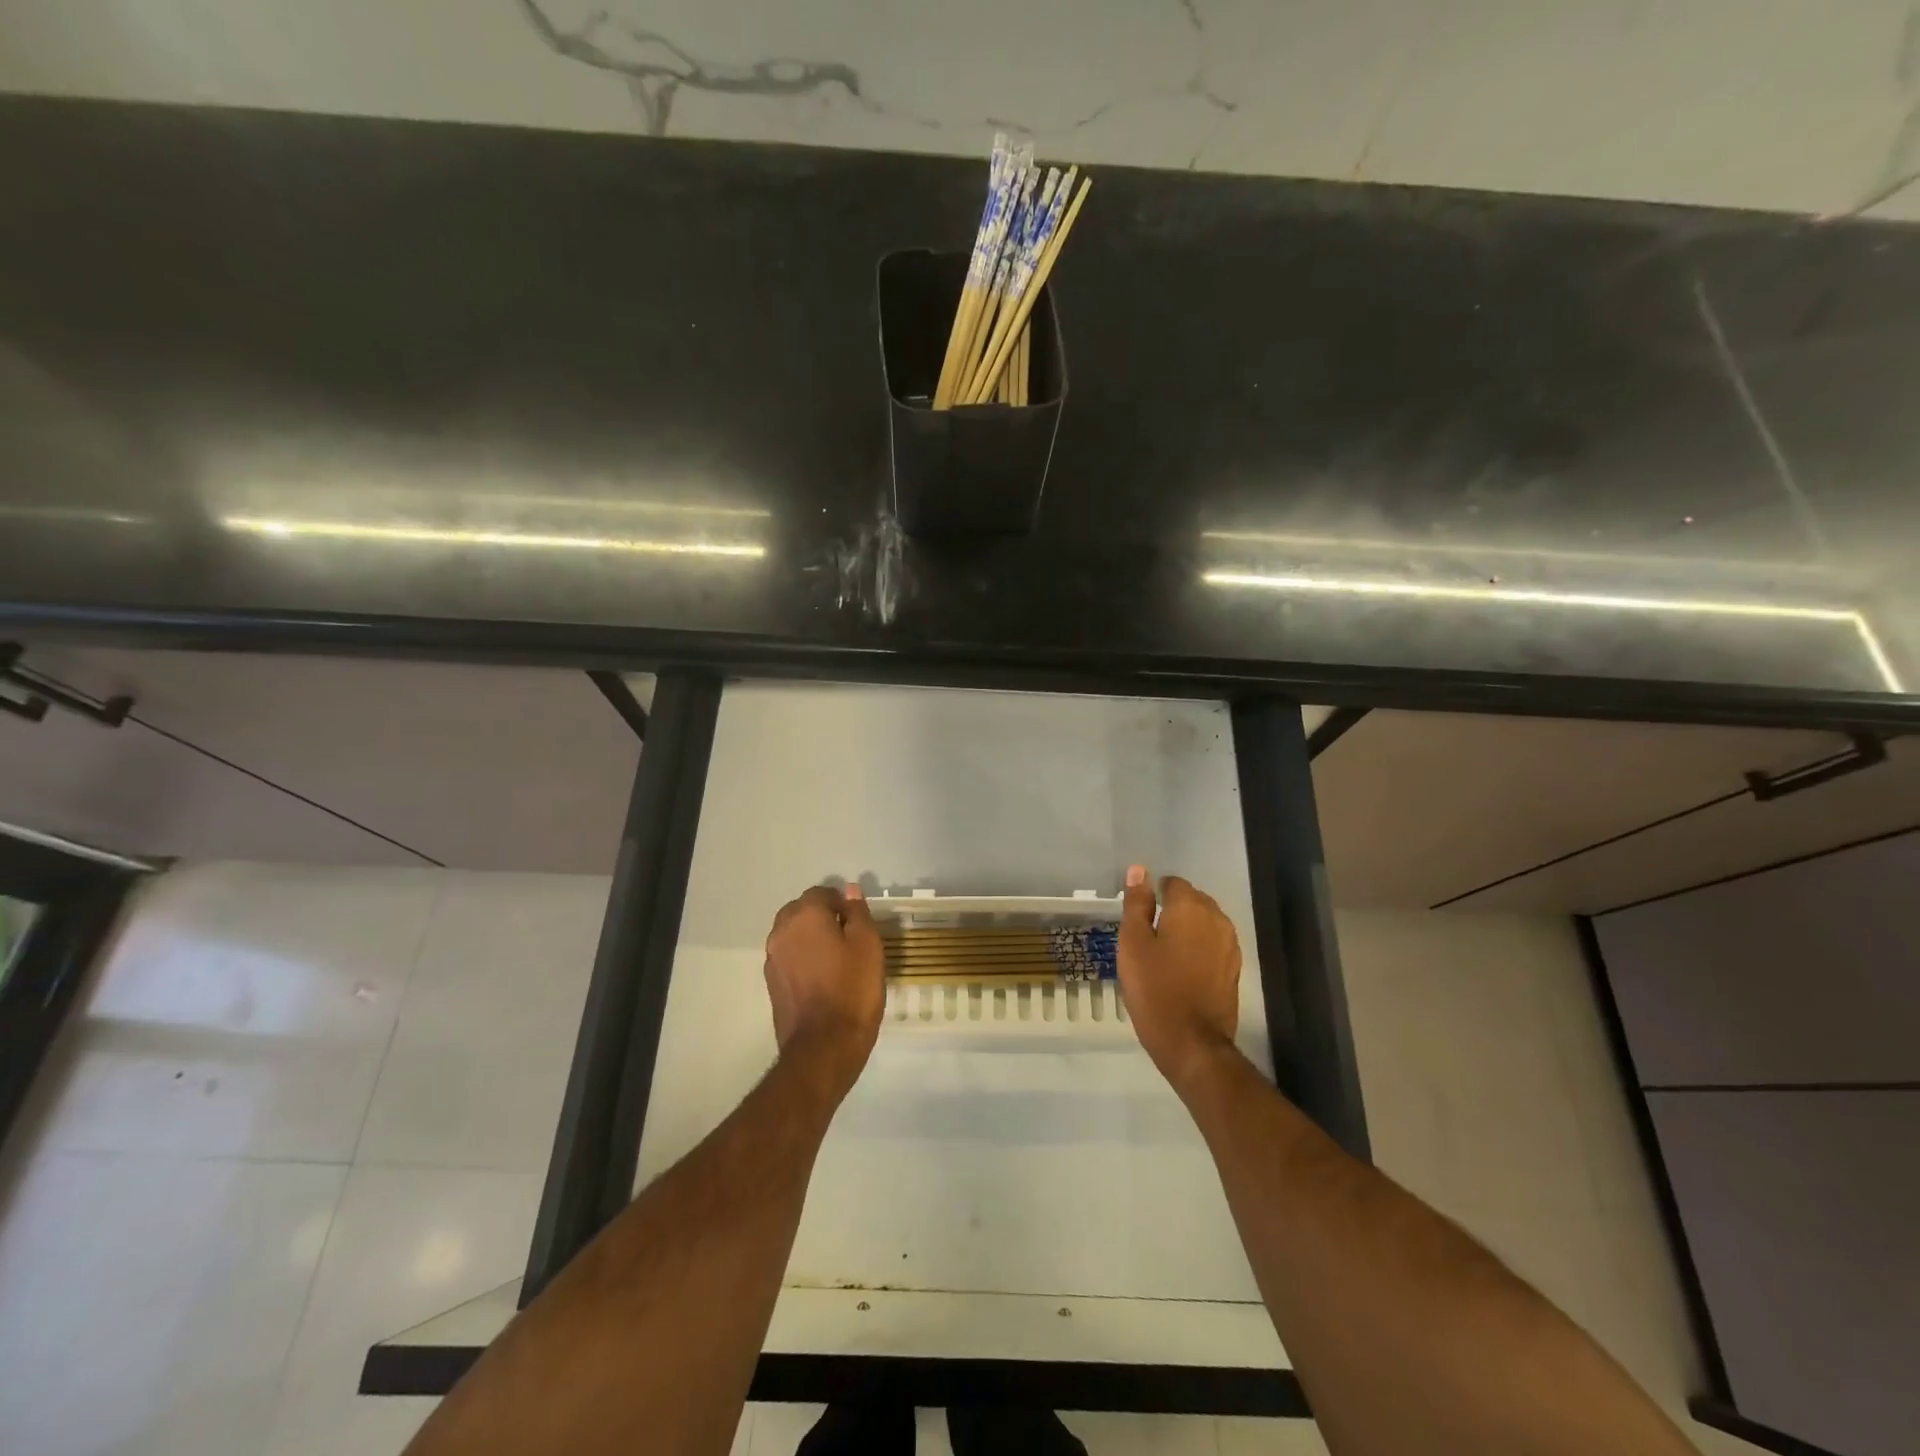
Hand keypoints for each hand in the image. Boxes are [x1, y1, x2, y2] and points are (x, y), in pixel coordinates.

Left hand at [764, 884, 884, 1102]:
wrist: (823, 1047)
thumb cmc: (852, 990)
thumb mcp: (868, 945)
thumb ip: (858, 913)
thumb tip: (850, 890)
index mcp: (805, 916)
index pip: (821, 892)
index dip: (841, 902)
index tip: (858, 922)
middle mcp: (782, 931)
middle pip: (801, 910)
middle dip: (821, 916)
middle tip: (847, 937)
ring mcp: (773, 958)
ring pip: (792, 934)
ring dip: (810, 937)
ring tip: (835, 958)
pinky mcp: (772, 983)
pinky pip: (788, 957)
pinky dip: (802, 958)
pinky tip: (822, 977)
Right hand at [1117, 865, 1241, 1095]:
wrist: (1192, 1043)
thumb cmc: (1155, 989)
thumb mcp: (1133, 944)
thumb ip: (1136, 904)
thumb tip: (1139, 870)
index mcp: (1190, 908)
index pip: (1173, 884)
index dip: (1154, 895)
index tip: (1140, 917)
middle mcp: (1216, 919)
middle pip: (1193, 900)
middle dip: (1173, 910)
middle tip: (1149, 935)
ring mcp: (1230, 945)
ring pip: (1205, 922)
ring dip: (1187, 929)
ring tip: (1165, 952)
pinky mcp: (1234, 968)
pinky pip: (1214, 944)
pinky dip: (1199, 948)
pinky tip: (1183, 968)